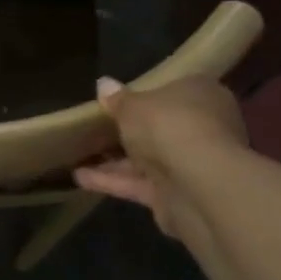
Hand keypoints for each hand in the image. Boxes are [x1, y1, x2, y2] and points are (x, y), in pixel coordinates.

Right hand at [75, 76, 245, 240]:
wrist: (197, 183)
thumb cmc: (168, 125)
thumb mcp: (133, 105)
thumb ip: (117, 99)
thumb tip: (103, 84)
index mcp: (201, 95)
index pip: (175, 90)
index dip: (147, 95)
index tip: (119, 101)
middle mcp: (202, 127)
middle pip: (161, 128)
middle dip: (131, 132)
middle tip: (95, 129)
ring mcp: (191, 164)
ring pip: (148, 159)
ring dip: (114, 160)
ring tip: (77, 155)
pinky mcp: (177, 195)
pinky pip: (140, 184)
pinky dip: (112, 181)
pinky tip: (80, 177)